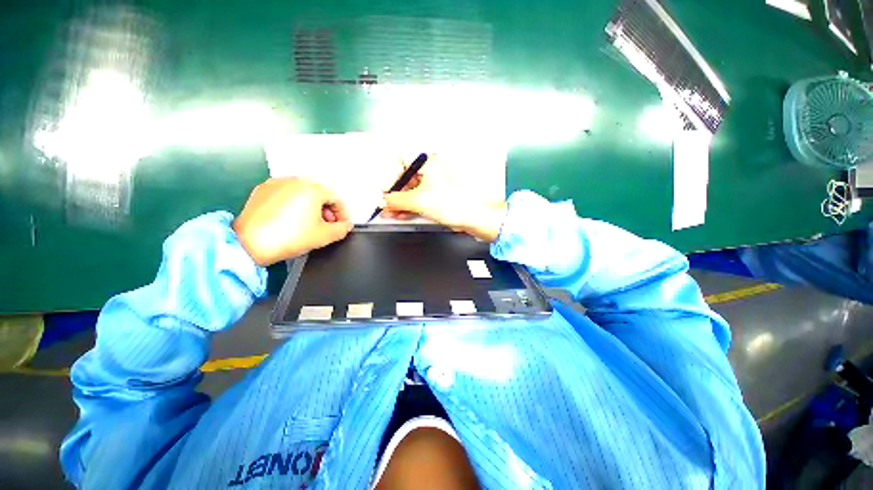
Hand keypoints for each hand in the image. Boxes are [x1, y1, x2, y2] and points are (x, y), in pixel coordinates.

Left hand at [233, 178, 352, 265]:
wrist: (249, 244)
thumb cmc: (288, 237)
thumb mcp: (325, 236)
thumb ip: (342, 229)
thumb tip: (345, 226)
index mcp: (312, 188)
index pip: (337, 199)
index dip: (343, 214)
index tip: (342, 225)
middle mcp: (295, 181)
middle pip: (321, 193)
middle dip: (328, 210)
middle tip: (328, 225)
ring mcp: (276, 183)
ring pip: (303, 192)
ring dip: (312, 207)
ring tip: (310, 224)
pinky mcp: (262, 190)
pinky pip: (286, 194)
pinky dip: (294, 204)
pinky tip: (292, 220)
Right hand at [382, 155, 506, 241]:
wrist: (475, 217)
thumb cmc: (457, 202)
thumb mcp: (419, 200)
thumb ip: (396, 200)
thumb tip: (385, 200)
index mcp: (429, 162)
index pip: (401, 162)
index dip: (391, 176)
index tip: (385, 190)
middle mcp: (433, 170)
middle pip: (406, 179)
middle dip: (394, 194)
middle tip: (386, 205)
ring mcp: (437, 184)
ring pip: (413, 191)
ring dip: (401, 203)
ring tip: (391, 213)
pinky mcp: (440, 196)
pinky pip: (421, 199)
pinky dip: (411, 206)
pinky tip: (402, 214)